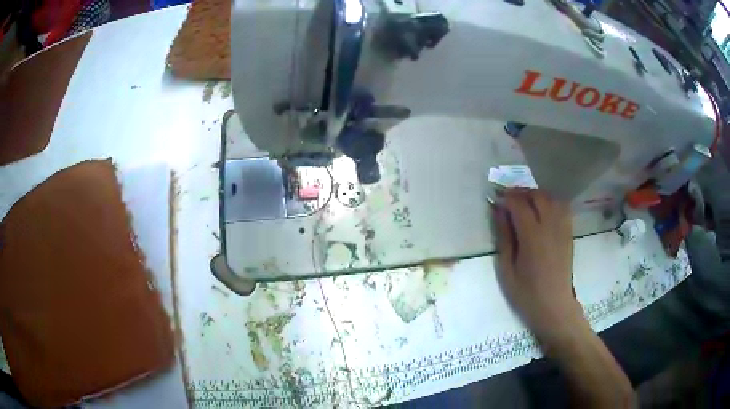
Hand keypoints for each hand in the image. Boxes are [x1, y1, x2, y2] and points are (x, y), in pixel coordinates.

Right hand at [494, 189, 580, 343]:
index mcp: (532, 237)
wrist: (554, 305)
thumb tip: (499, 211)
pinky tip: (542, 209)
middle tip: (508, 198)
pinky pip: (561, 207)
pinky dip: (550, 201)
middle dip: (521, 192)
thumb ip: (504, 237)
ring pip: (551, 198)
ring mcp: (562, 228)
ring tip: (524, 201)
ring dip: (536, 194)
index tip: (496, 199)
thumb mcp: (507, 269)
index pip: (519, 204)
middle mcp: (550, 227)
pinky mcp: (568, 233)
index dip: (506, 197)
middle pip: (537, 196)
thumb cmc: (526, 292)